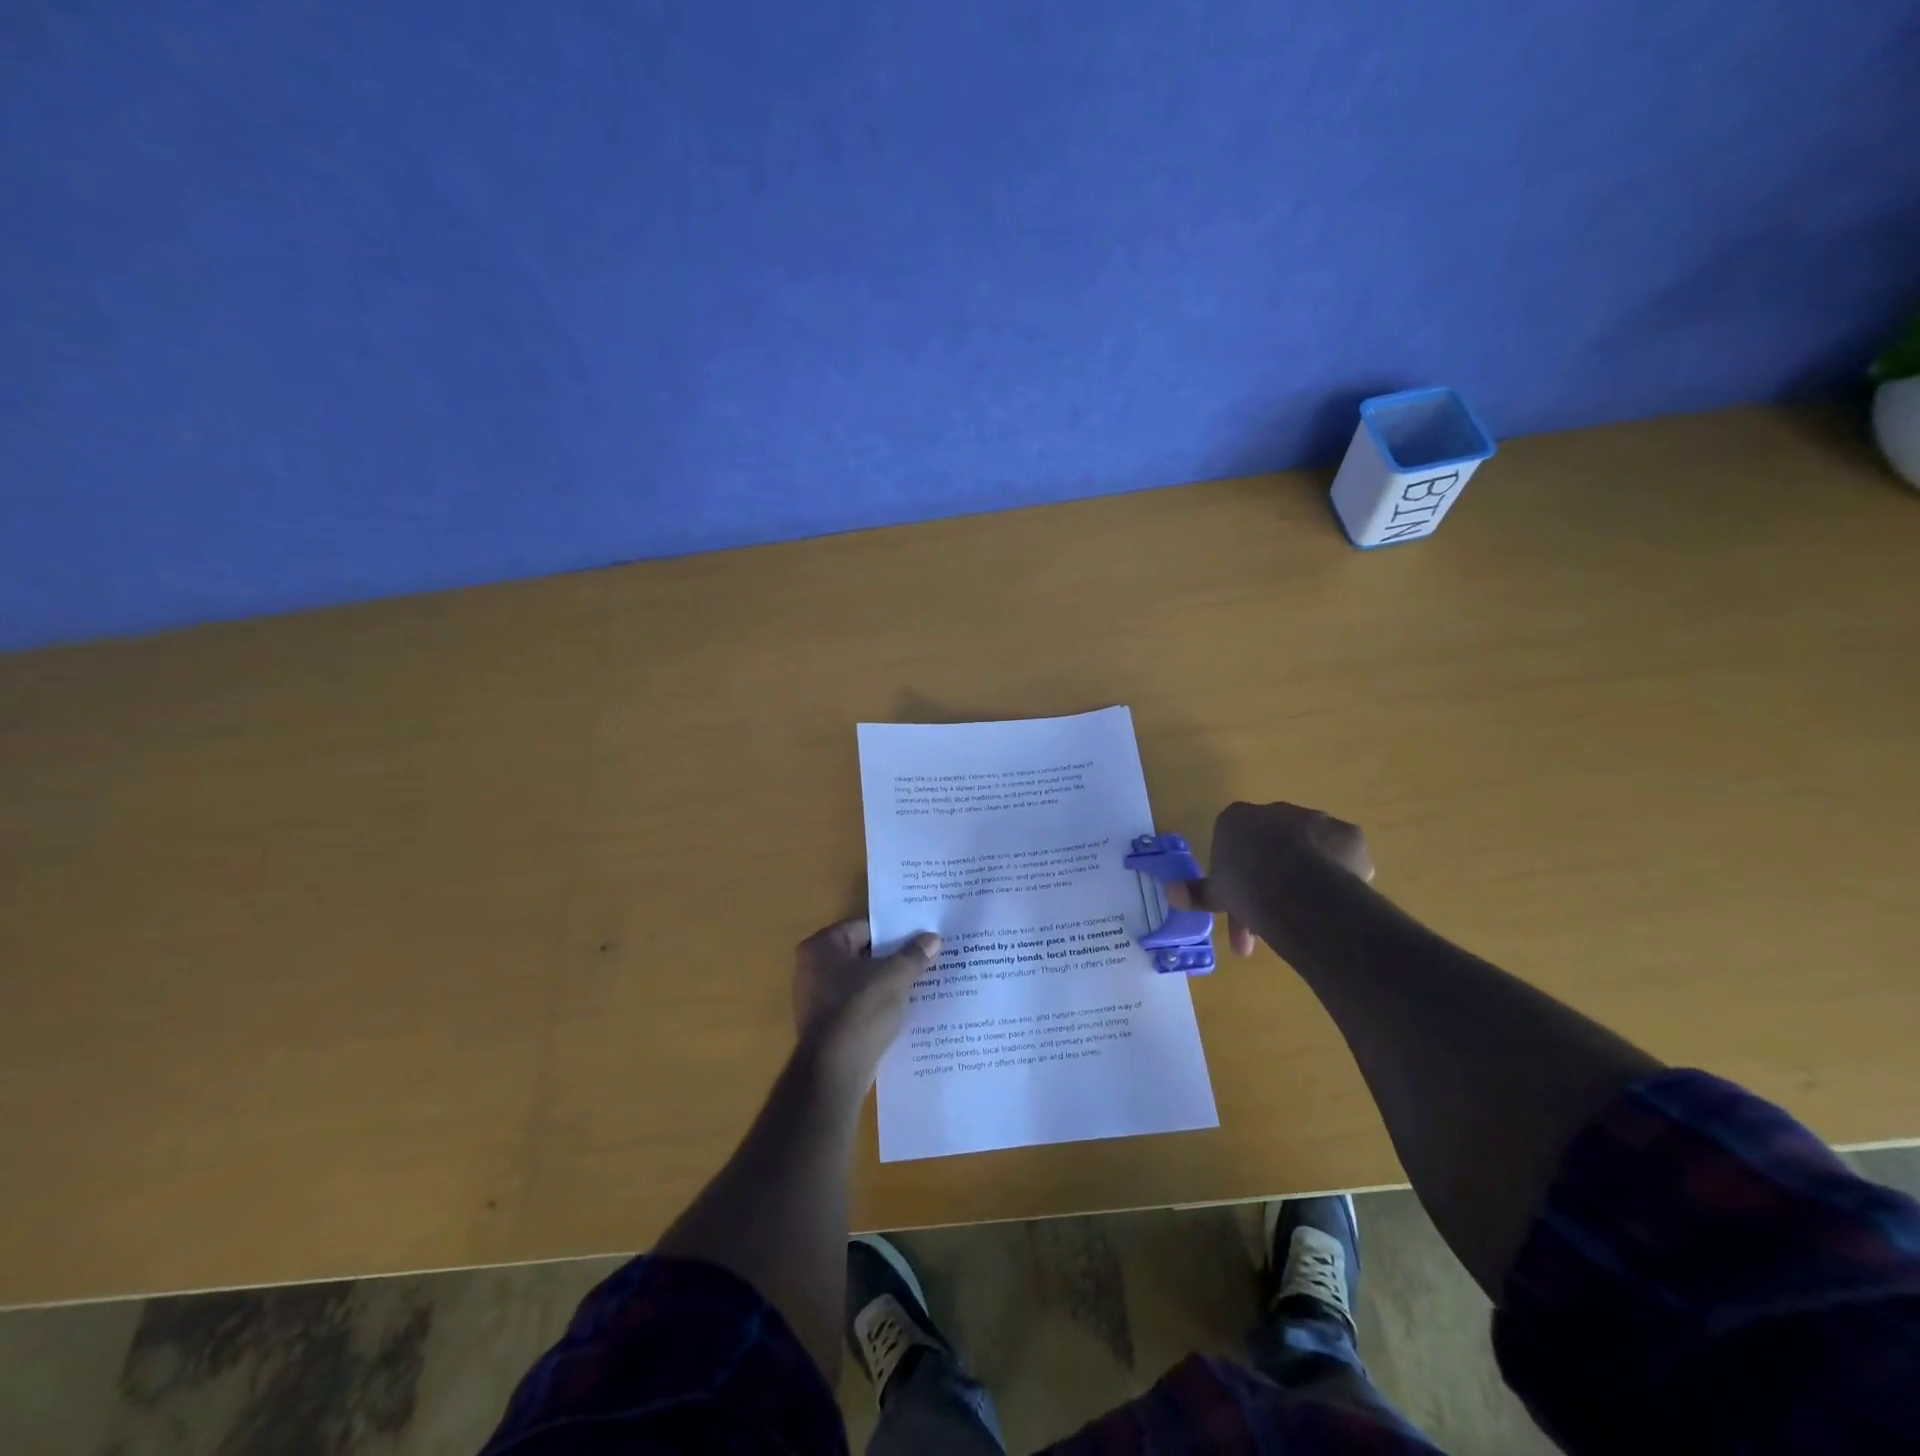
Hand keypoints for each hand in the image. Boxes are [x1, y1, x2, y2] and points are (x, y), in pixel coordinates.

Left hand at [792, 919, 940, 1083]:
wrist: (835, 1071)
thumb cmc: (860, 1010)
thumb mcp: (895, 977)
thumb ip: (914, 954)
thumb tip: (932, 938)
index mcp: (823, 945)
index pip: (867, 927)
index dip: (897, 931)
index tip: (922, 936)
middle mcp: (812, 966)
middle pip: (864, 953)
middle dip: (894, 958)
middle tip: (927, 957)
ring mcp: (816, 998)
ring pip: (862, 981)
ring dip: (887, 983)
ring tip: (922, 983)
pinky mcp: (826, 1024)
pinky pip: (857, 1005)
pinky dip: (877, 1005)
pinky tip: (904, 1010)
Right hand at [1172, 801, 1373, 956]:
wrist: (1299, 892)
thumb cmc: (1246, 888)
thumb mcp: (1216, 894)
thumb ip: (1196, 892)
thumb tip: (1170, 893)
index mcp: (1236, 819)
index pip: (1232, 842)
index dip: (1236, 875)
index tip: (1239, 903)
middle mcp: (1276, 811)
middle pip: (1271, 846)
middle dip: (1270, 880)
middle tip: (1270, 921)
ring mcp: (1315, 819)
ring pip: (1307, 850)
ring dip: (1303, 878)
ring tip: (1304, 919)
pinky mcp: (1348, 835)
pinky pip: (1340, 856)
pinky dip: (1337, 874)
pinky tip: (1332, 899)